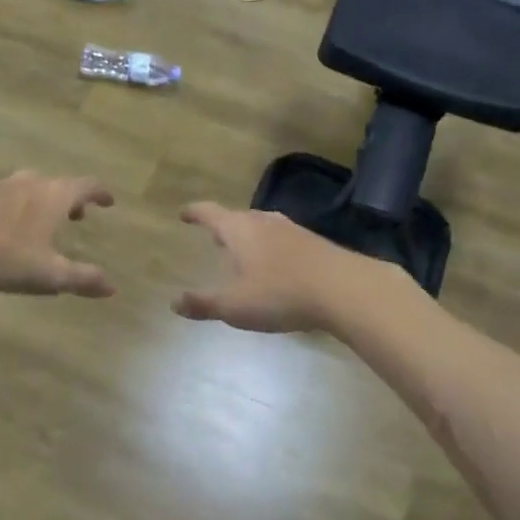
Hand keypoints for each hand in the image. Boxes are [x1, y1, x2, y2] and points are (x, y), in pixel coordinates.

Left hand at [0, 171, 115, 297]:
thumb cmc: (6, 256)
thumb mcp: (50, 274)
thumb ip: (83, 279)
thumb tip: (112, 287)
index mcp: (55, 195)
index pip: (87, 186)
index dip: (101, 193)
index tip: (109, 201)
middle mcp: (31, 183)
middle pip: (59, 184)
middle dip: (71, 200)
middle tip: (78, 216)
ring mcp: (1, 186)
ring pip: (31, 188)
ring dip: (43, 202)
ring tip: (42, 222)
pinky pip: (7, 197)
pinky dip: (18, 207)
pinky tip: (8, 228)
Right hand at [175, 203, 373, 333]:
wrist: (344, 288)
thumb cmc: (280, 293)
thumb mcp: (235, 306)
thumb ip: (204, 303)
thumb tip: (175, 302)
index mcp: (239, 230)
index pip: (210, 213)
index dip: (194, 213)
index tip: (183, 213)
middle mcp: (264, 221)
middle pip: (237, 218)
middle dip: (223, 227)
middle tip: (213, 237)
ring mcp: (292, 229)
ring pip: (262, 227)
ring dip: (248, 237)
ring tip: (242, 252)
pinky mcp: (313, 242)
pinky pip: (282, 239)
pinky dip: (270, 247)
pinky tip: (276, 266)